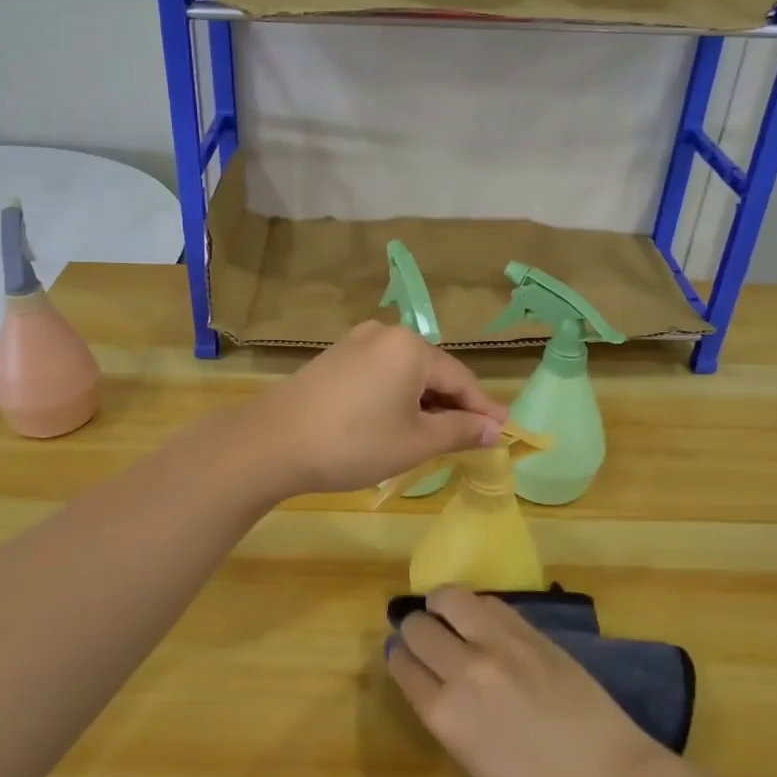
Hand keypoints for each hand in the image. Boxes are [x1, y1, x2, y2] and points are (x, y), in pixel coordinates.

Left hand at [250, 322, 509, 494]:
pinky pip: (380, 374)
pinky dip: (395, 397)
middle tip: (470, 438)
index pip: (461, 379)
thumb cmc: (354, 442)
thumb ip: (459, 431)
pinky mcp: (334, 357)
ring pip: (405, 374)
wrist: (273, 442)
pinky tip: (395, 423)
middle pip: (432, 372)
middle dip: (452, 406)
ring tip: (434, 437)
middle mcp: (385, 334)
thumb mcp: (415, 442)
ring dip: (423, 403)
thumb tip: (493, 429)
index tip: (504, 431)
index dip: (483, 408)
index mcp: (411, 347)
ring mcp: (356, 342)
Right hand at [387, 586, 677, 776]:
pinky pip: (489, 603)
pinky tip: (481, 619)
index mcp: (446, 716)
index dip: (399, 657)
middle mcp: (465, 671)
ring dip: (441, 605)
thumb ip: (451, 720)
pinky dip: (476, 607)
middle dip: (414, 628)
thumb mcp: (477, 765)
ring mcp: (500, 645)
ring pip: (450, 598)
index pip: (404, 666)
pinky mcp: (531, 632)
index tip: (401, 654)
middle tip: (423, 635)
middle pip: (419, 626)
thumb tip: (437, 686)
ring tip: (447, 615)